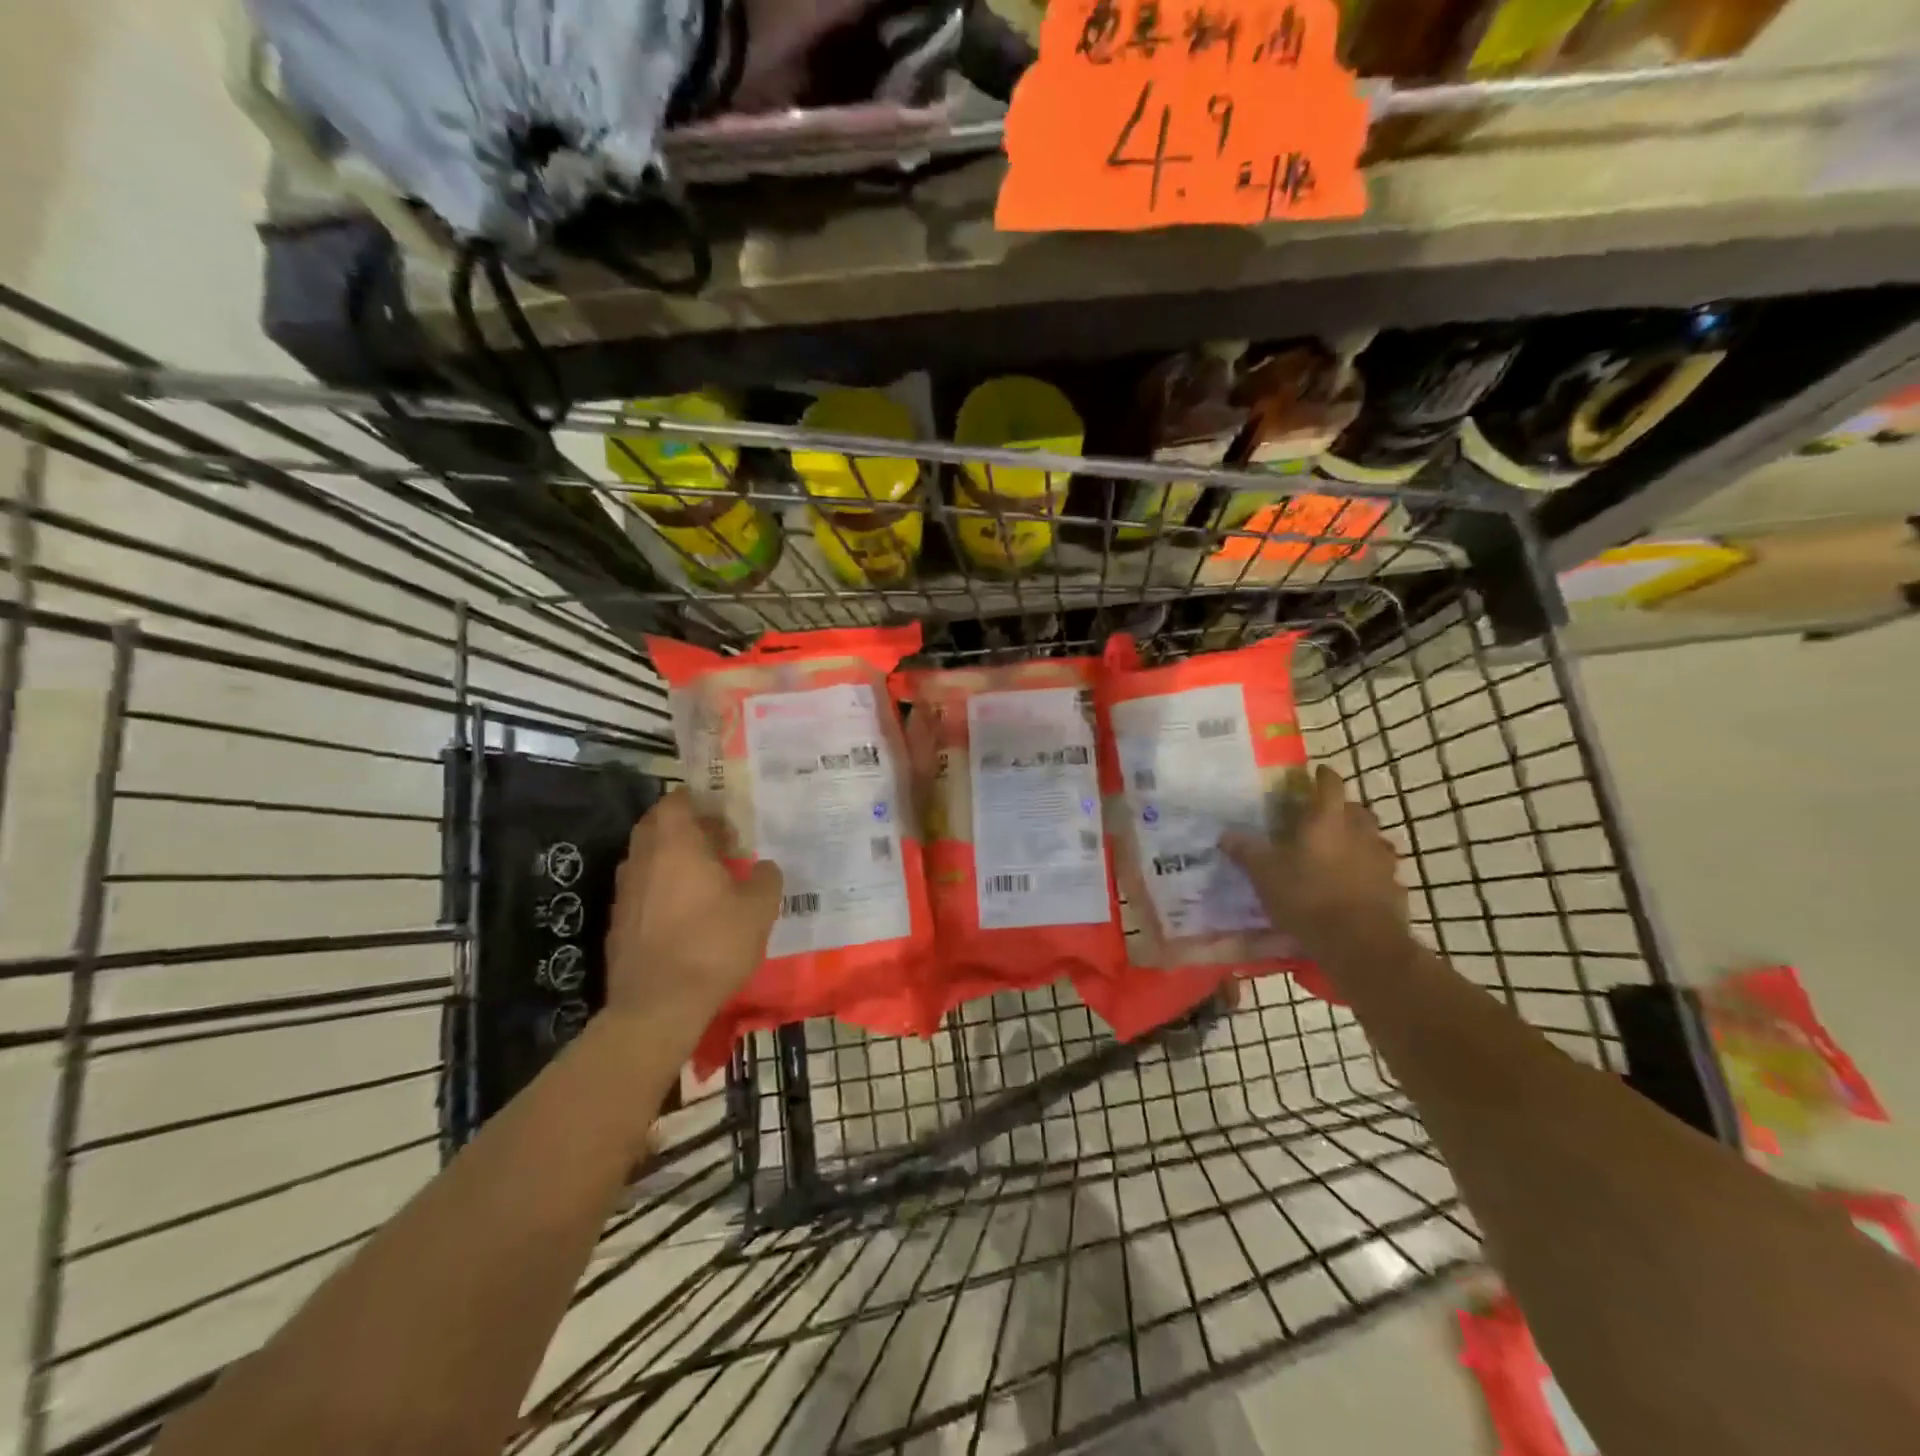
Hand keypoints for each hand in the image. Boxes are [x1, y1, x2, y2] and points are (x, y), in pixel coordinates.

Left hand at [602, 789, 782, 1040]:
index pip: (675, 801)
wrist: (658, 1006)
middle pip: (656, 827)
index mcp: (675, 845)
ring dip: (671, 859)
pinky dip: (660, 890)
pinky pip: (641, 891)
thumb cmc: (713, 945)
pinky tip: (685, 913)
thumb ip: (766, 879)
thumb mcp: (759, 909)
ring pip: (646, 859)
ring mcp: (625, 892)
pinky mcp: (618, 924)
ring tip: (705, 877)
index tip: (721, 811)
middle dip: (684, 828)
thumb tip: (765, 867)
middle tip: (717, 841)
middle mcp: (643, 860)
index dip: (697, 800)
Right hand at [1221, 764, 1407, 956]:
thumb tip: (1225, 834)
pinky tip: (1356, 883)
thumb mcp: (1265, 875)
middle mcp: (1360, 833)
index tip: (1317, 771)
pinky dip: (1369, 870)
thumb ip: (1246, 852)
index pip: (1330, 786)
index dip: (1323, 776)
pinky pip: (1381, 870)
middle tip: (1324, 816)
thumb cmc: (1307, 898)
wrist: (1360, 944)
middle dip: (1343, 809)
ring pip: (1372, 839)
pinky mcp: (1394, 888)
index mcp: (1327, 821)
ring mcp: (1382, 861)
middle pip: (1357, 810)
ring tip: (1341, 850)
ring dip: (1359, 839)